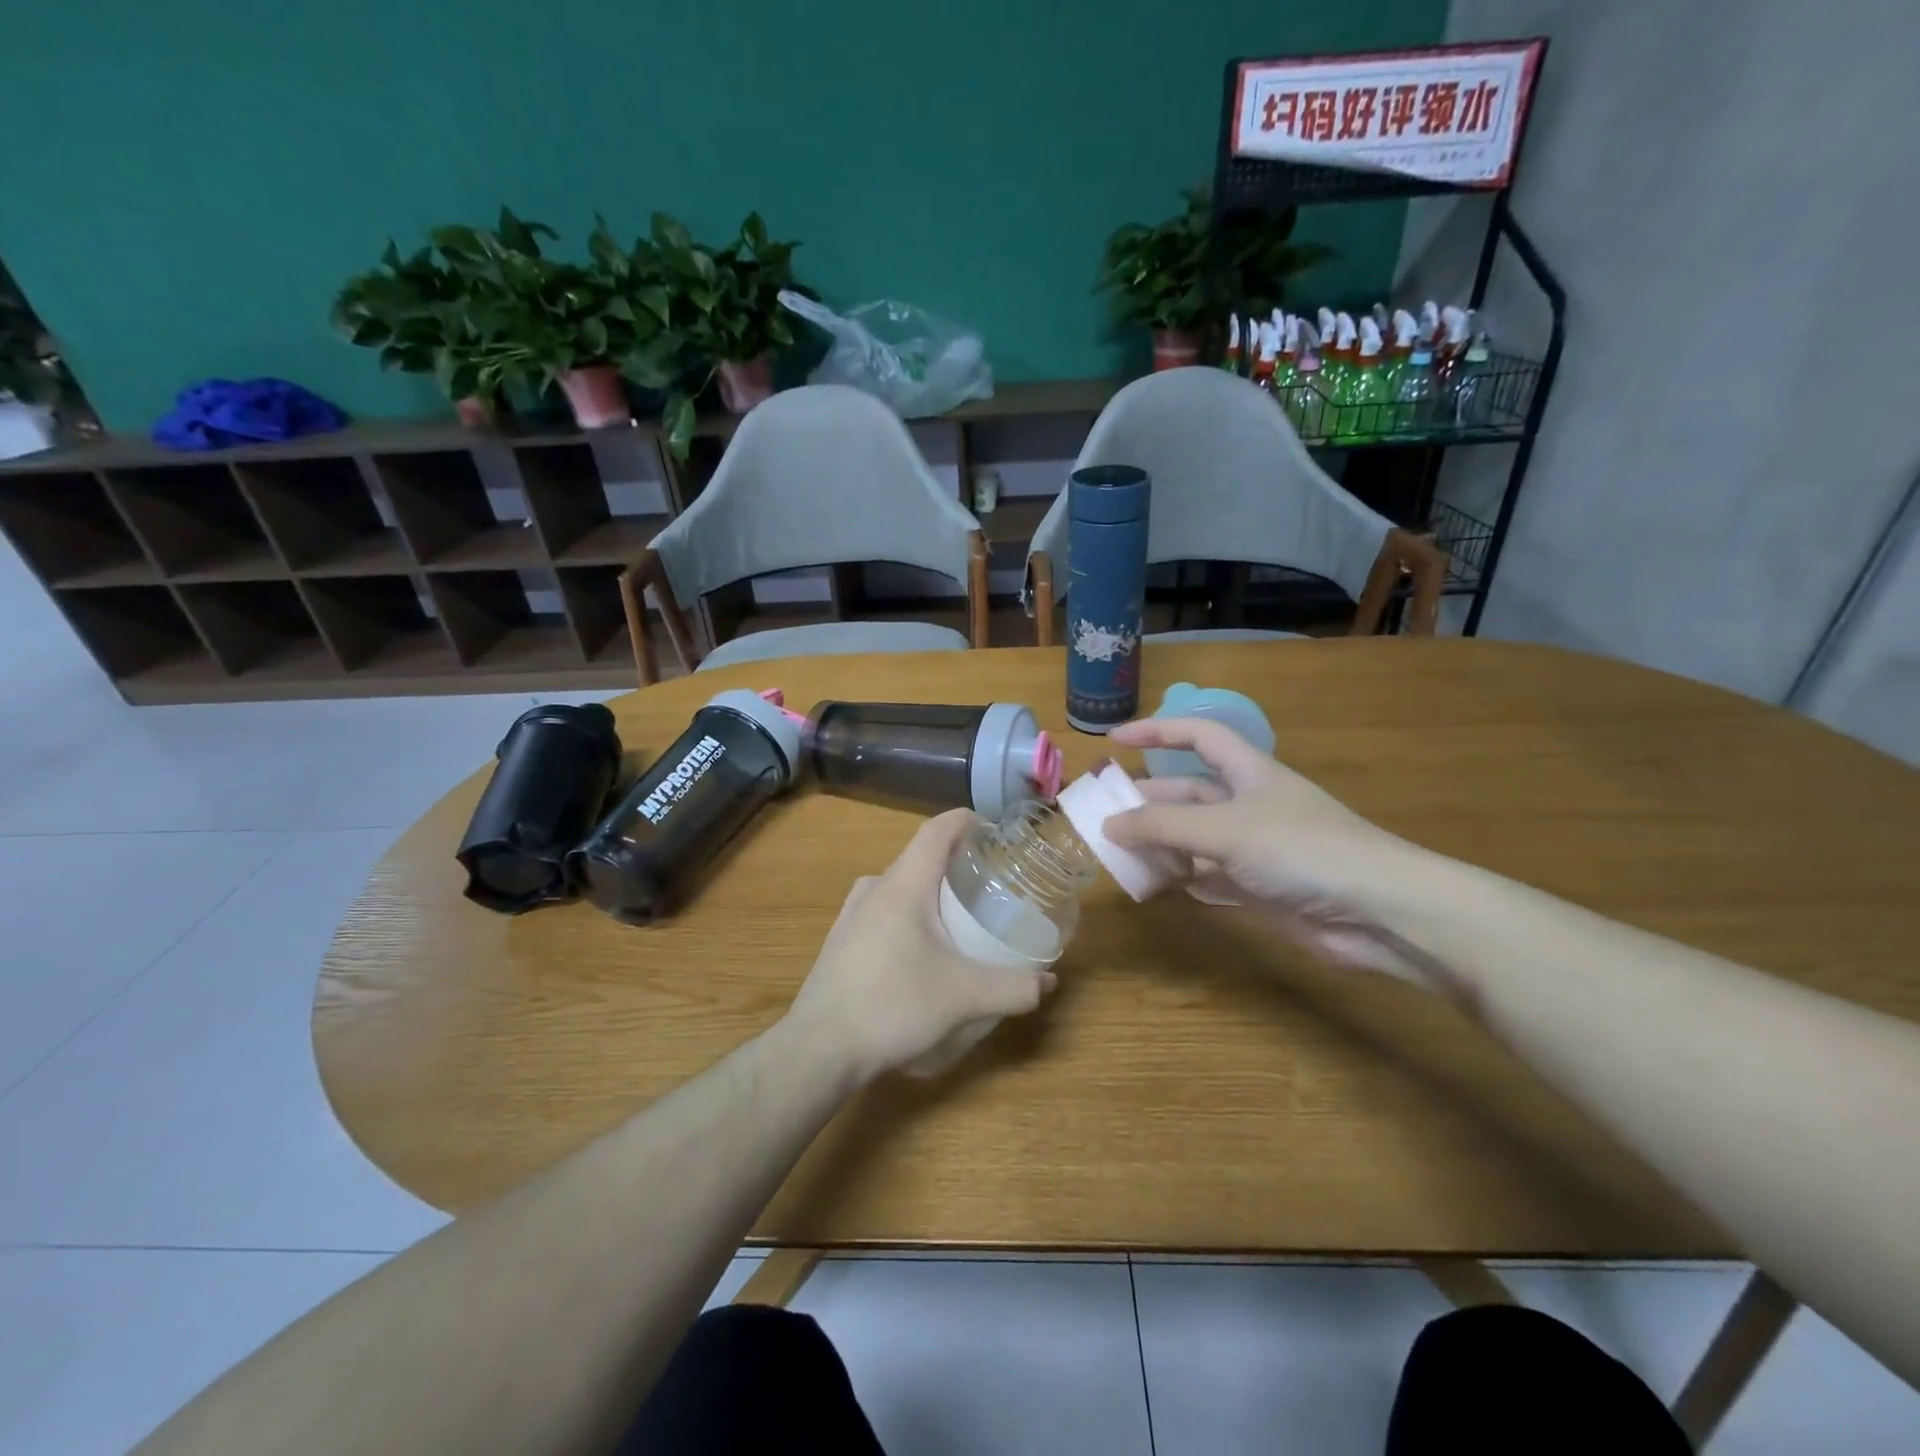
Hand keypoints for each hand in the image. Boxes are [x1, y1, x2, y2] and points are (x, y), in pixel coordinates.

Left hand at [786, 809, 1056, 1082]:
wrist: (819, 1048)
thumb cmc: (892, 1006)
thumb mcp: (963, 998)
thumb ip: (1012, 987)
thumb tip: (1047, 982)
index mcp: (903, 885)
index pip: (937, 830)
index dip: (968, 821)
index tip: (996, 833)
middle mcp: (874, 888)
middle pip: (921, 856)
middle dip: (957, 862)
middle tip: (991, 883)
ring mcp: (852, 913)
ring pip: (901, 884)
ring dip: (932, 890)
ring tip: (962, 915)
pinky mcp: (842, 939)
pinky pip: (884, 909)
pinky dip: (911, 913)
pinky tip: (924, 949)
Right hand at [1105, 717, 1448, 986]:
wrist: (1377, 912)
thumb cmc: (1303, 849)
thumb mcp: (1225, 829)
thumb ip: (1163, 827)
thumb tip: (1109, 825)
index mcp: (1248, 772)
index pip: (1196, 736)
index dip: (1156, 732)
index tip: (1114, 740)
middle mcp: (1248, 805)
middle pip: (1187, 795)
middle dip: (1147, 802)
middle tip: (1102, 817)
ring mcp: (1254, 848)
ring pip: (1193, 839)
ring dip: (1159, 846)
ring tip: (1118, 856)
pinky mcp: (1259, 888)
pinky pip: (1207, 878)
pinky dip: (1182, 881)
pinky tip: (1155, 888)